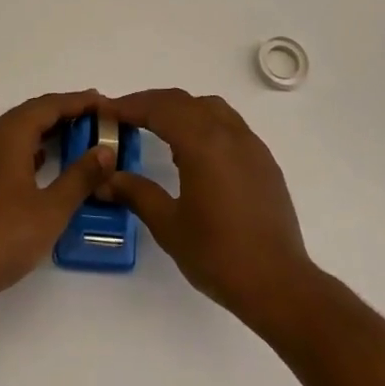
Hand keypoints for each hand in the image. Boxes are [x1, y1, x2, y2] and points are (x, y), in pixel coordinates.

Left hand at [0, 91, 114, 313]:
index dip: (79, 102)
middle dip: (64, 112)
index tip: (105, 103)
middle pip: (32, 113)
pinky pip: (7, 148)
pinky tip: (45, 162)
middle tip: (97, 117)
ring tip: (78, 136)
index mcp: (8, 136)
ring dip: (47, 129)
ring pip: (17, 130)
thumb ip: (80, 177)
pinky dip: (31, 147)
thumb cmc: (2, 236)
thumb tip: (104, 151)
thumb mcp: (51, 209)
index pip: (49, 105)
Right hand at [105, 89, 315, 332]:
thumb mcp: (168, 225)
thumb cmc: (218, 255)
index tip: (105, 110)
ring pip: (210, 107)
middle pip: (183, 101)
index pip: (160, 109)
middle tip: (123, 116)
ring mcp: (250, 145)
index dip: (130, 105)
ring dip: (180, 109)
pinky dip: (203, 123)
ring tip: (157, 129)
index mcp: (203, 143)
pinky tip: (193, 152)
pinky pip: (229, 124)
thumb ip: (136, 193)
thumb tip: (106, 178)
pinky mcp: (263, 160)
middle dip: (151, 103)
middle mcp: (228, 133)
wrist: (278, 283)